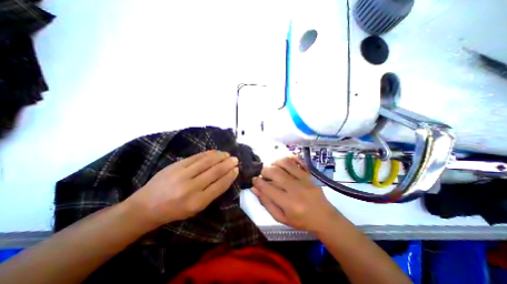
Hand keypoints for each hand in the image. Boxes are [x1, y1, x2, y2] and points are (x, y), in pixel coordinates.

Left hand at [126, 150, 238, 226]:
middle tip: (235, 159)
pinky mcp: (176, 165)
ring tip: (227, 154)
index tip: (236, 170)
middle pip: (215, 172)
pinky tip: (215, 152)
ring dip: (220, 157)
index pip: (220, 185)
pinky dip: (208, 154)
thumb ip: (211, 193)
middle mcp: (191, 188)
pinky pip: (196, 157)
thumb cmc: (174, 211)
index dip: (230, 176)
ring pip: (207, 162)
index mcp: (197, 202)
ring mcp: (182, 174)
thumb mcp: (195, 209)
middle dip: (228, 164)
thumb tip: (225, 177)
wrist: (145, 206)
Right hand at [249, 157, 339, 233]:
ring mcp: (304, 179)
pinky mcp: (309, 174)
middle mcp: (295, 188)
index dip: (257, 182)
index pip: (267, 188)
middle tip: (263, 175)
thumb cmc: (301, 221)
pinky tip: (283, 164)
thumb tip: (254, 189)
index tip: (254, 179)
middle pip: (275, 172)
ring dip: (275, 163)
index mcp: (288, 203)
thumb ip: (266, 203)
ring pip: (285, 163)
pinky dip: (288, 159)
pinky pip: (297, 160)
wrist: (324, 217)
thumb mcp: (281, 218)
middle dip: (264, 171)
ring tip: (273, 168)